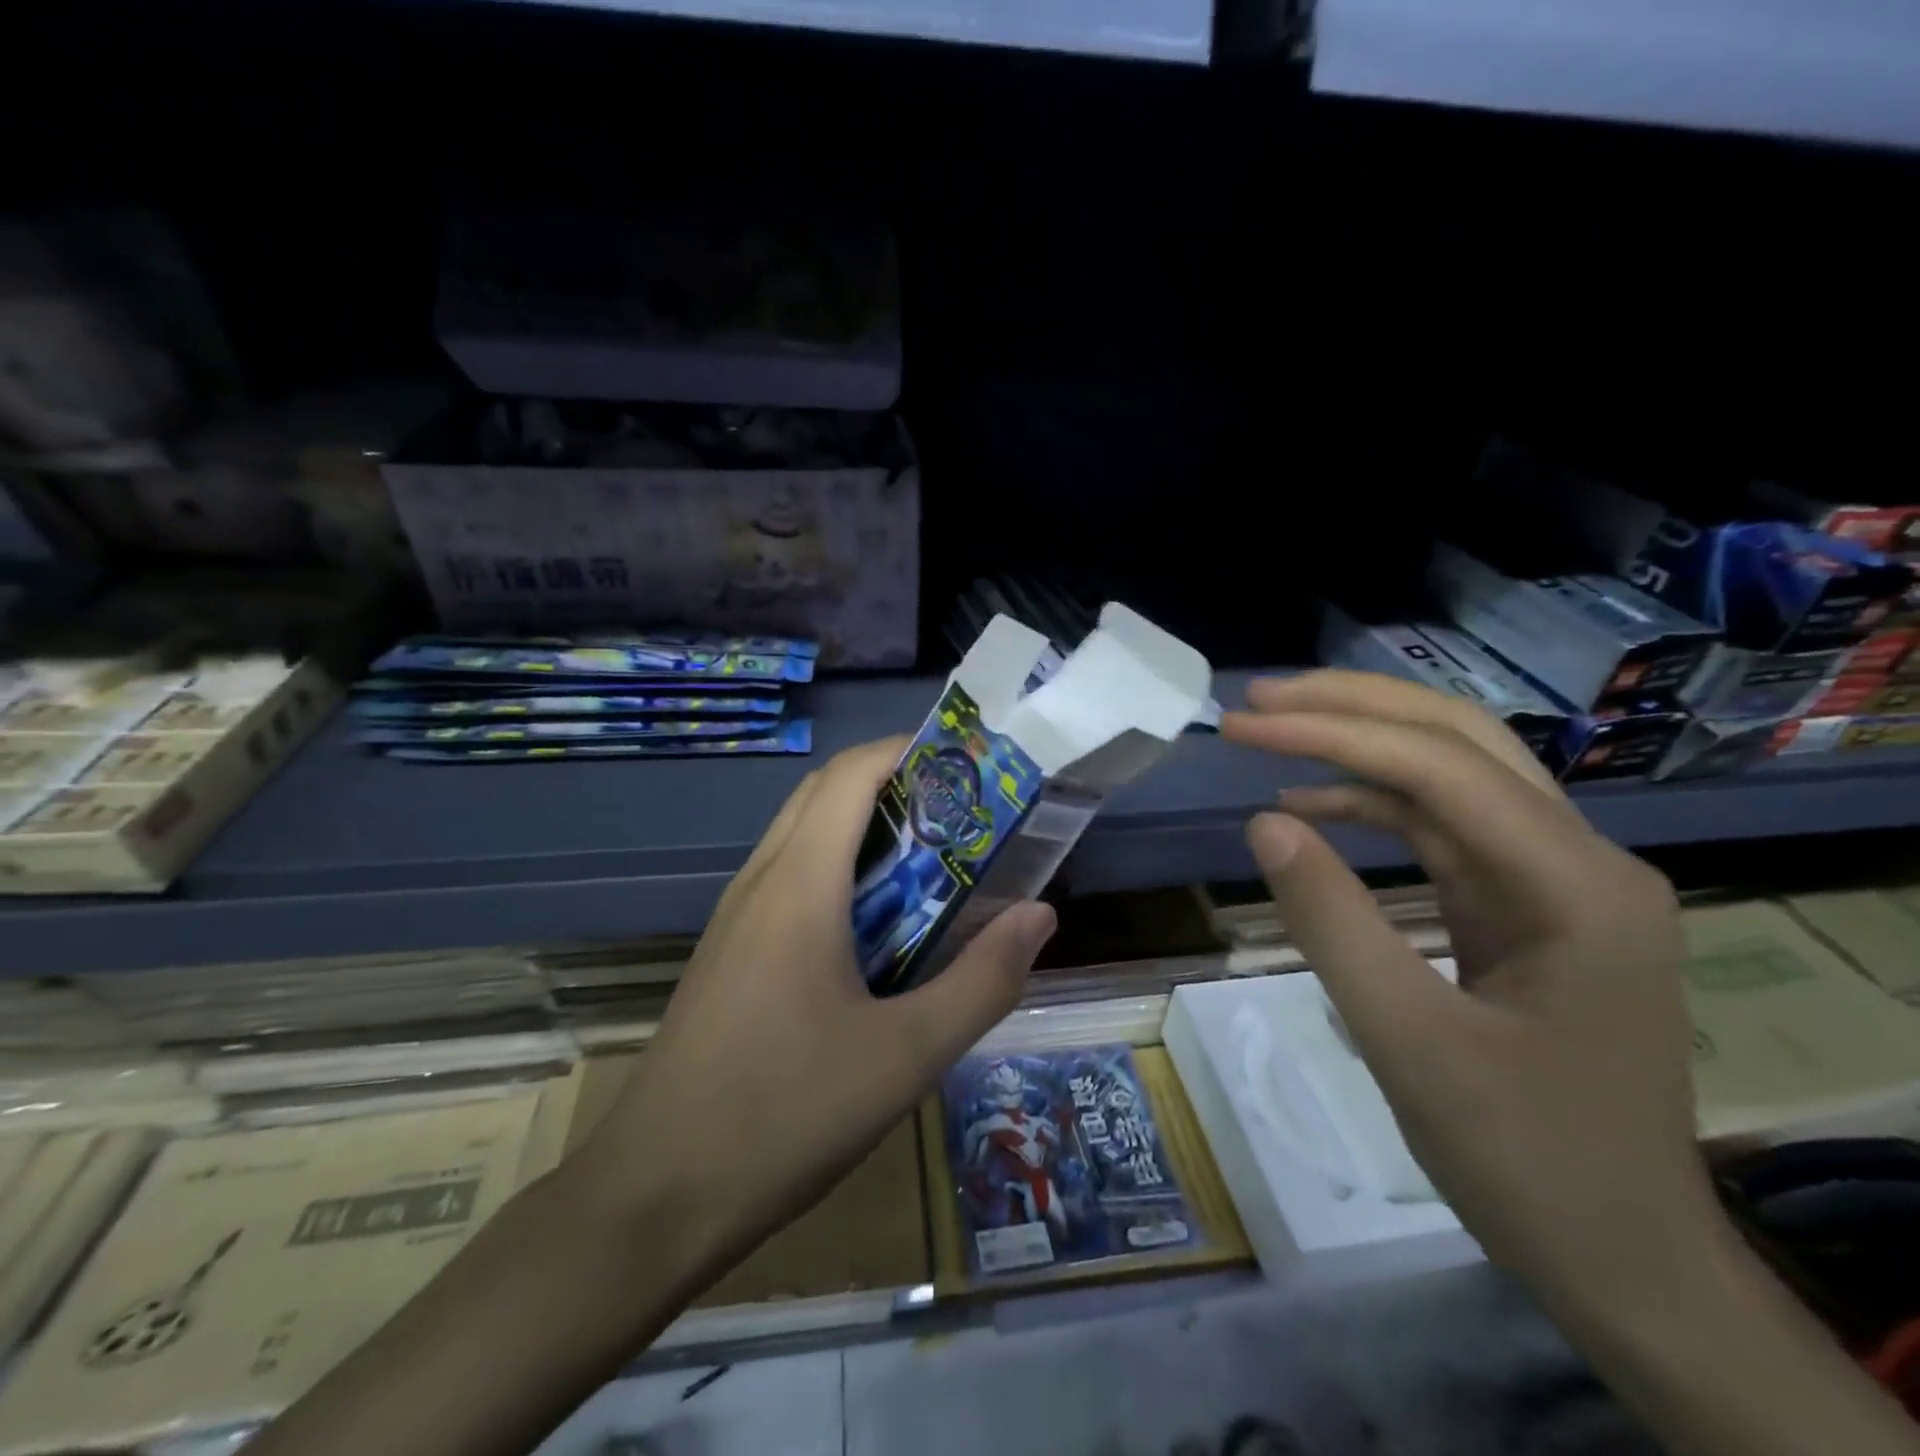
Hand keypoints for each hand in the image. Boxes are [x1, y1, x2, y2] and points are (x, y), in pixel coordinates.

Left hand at [575, 737, 1057, 1277]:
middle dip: (893, 784)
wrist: (652, 1198)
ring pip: (803, 836)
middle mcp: (760, 881)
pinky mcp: (728, 953)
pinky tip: (875, 928)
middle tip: (961, 814)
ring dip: (864, 828)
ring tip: (931, 864)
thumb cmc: (784, 1116)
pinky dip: (837, 870)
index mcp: (799, 884)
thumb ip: (982, 980)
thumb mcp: (906, 1056)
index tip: (967, 766)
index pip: (851, 773)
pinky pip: (787, 879)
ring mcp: (735, 917)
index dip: (908, 749)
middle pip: (825, 793)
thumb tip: (1040, 915)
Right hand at [1222, 672, 1714, 1299]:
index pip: (1440, 770)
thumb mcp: (1408, 1043)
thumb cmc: (1525, 1160)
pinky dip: (1371, 806)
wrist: (1623, 1258)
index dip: (1331, 736)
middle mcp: (1580, 860)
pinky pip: (1442, 829)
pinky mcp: (1523, 905)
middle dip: (1354, 708)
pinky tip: (1310, 806)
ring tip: (1274, 729)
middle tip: (1259, 697)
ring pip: (1452, 774)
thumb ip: (1332, 922)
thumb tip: (1264, 822)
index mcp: (1577, 887)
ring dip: (1359, 745)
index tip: (1242, 725)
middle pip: (1461, 740)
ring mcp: (1555, 880)